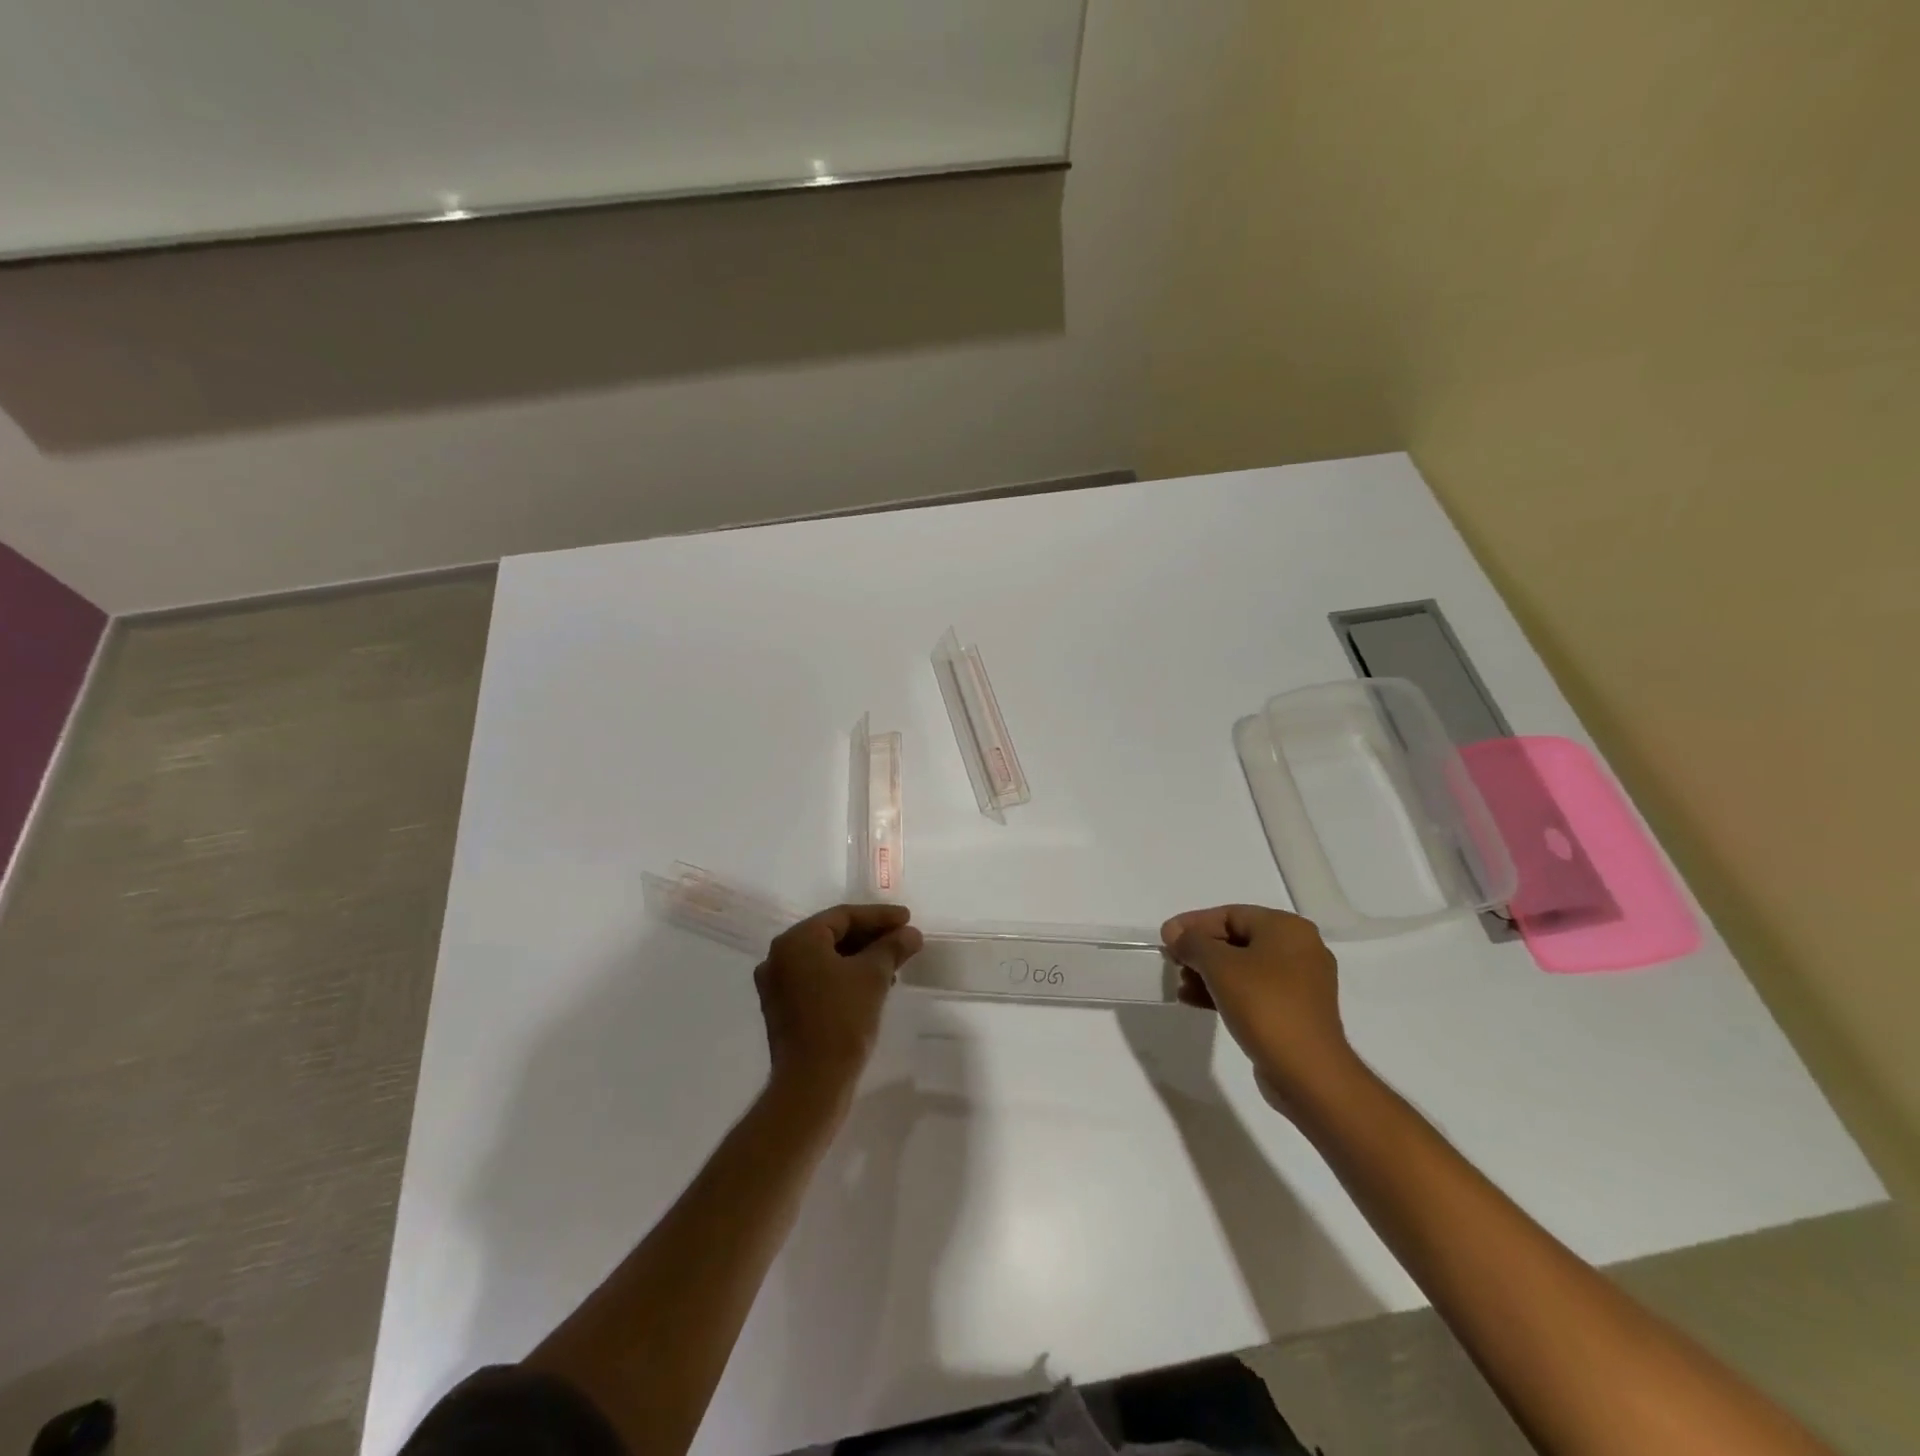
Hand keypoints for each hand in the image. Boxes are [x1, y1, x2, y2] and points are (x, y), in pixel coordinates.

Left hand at [755, 904, 923, 1106]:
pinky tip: (872, 985)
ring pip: (826, 959)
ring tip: (894, 963)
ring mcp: (777, 985)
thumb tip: (911, 933)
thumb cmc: (842, 1019)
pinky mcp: (782, 1009)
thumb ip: (892, 947)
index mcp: (796, 940)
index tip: (908, 919)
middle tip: (903, 939)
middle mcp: (779, 956)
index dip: (879, 916)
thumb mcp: (873, 976)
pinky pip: (817, 979)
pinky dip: (844, 976)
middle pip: (832, 935)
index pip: (843, 916)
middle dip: (871, 937)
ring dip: (860, 957)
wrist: (812, 1083)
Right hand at [1160, 905, 1354, 1113]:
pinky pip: (1254, 990)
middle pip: (1237, 939)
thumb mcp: (1220, 967)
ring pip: (1244, 967)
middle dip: (1201, 951)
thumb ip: (1193, 943)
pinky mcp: (1295, 1011)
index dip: (1193, 924)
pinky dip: (1226, 991)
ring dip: (1209, 973)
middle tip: (1172, 961)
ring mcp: (1301, 982)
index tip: (1166, 937)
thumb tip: (1173, 932)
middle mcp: (1299, 948)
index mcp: (1287, 928)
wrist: (1308, 1072)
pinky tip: (1196, 1001)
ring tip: (1181, 985)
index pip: (1230, 914)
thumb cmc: (1264, 1006)